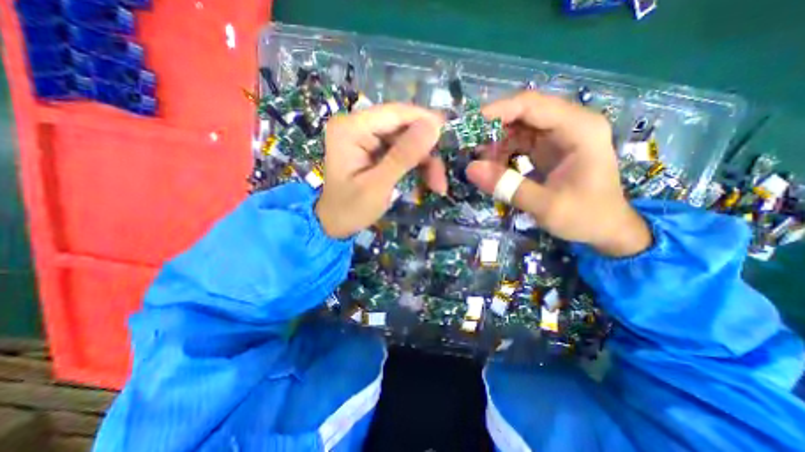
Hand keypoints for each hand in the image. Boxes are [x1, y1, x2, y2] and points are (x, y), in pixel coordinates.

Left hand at [317, 104, 450, 238]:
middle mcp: (357, 125)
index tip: (450, 135)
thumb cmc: (351, 209)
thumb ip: (404, 156)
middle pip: (403, 128)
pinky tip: (426, 182)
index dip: (425, 121)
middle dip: (426, 152)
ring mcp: (366, 137)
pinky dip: (416, 166)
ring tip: (437, 186)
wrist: (335, 224)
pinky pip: (402, 151)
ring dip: (425, 162)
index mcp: (351, 128)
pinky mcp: (373, 149)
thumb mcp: (378, 185)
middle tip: (441, 179)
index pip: (395, 113)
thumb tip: (434, 126)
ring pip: (407, 140)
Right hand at [469, 91, 649, 256]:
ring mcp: (557, 136)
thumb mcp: (546, 206)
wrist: (606, 229)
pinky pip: (517, 142)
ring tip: (479, 163)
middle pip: (522, 113)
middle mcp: (569, 124)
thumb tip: (470, 169)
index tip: (468, 126)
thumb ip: (508, 187)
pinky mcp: (547, 148)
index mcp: (579, 129)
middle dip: (492, 129)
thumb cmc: (586, 216)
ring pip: (517, 127)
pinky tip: (492, 168)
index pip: (532, 105)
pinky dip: (501, 153)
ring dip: (495, 143)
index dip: (498, 111)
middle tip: (467, 147)